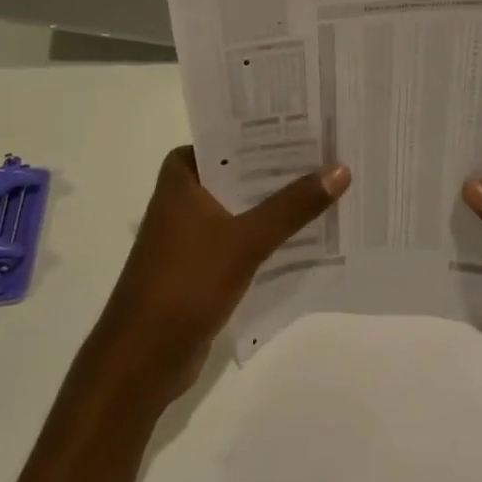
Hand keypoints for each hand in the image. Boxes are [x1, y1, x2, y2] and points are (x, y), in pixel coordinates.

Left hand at [93, 146, 349, 409]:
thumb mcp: (245, 240)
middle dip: (284, 167)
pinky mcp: (201, 262)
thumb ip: (292, 206)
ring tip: (331, 186)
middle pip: (243, 170)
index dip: (274, 130)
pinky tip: (308, 233)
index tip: (317, 122)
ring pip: (245, 205)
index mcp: (183, 172)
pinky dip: (269, 234)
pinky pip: (243, 235)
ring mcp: (192, 229)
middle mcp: (185, 193)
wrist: (141, 360)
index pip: (234, 135)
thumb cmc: (185, 284)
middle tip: (335, 152)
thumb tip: (341, 169)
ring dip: (279, 203)